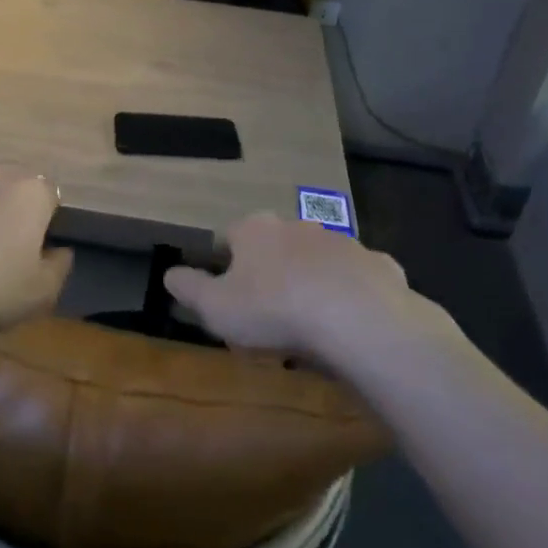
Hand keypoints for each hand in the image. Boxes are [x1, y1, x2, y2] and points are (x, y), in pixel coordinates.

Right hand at [164, 213, 454, 382]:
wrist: (358, 318)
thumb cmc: (274, 310)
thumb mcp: (216, 307)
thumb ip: (189, 288)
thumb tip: (169, 273)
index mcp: (256, 231)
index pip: (231, 235)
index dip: (224, 261)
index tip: (225, 289)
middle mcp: (297, 226)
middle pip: (276, 244)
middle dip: (270, 269)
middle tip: (267, 308)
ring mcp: (342, 242)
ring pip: (318, 258)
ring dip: (310, 279)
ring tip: (309, 320)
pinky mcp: (378, 264)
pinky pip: (358, 277)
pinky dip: (351, 292)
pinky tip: (350, 321)